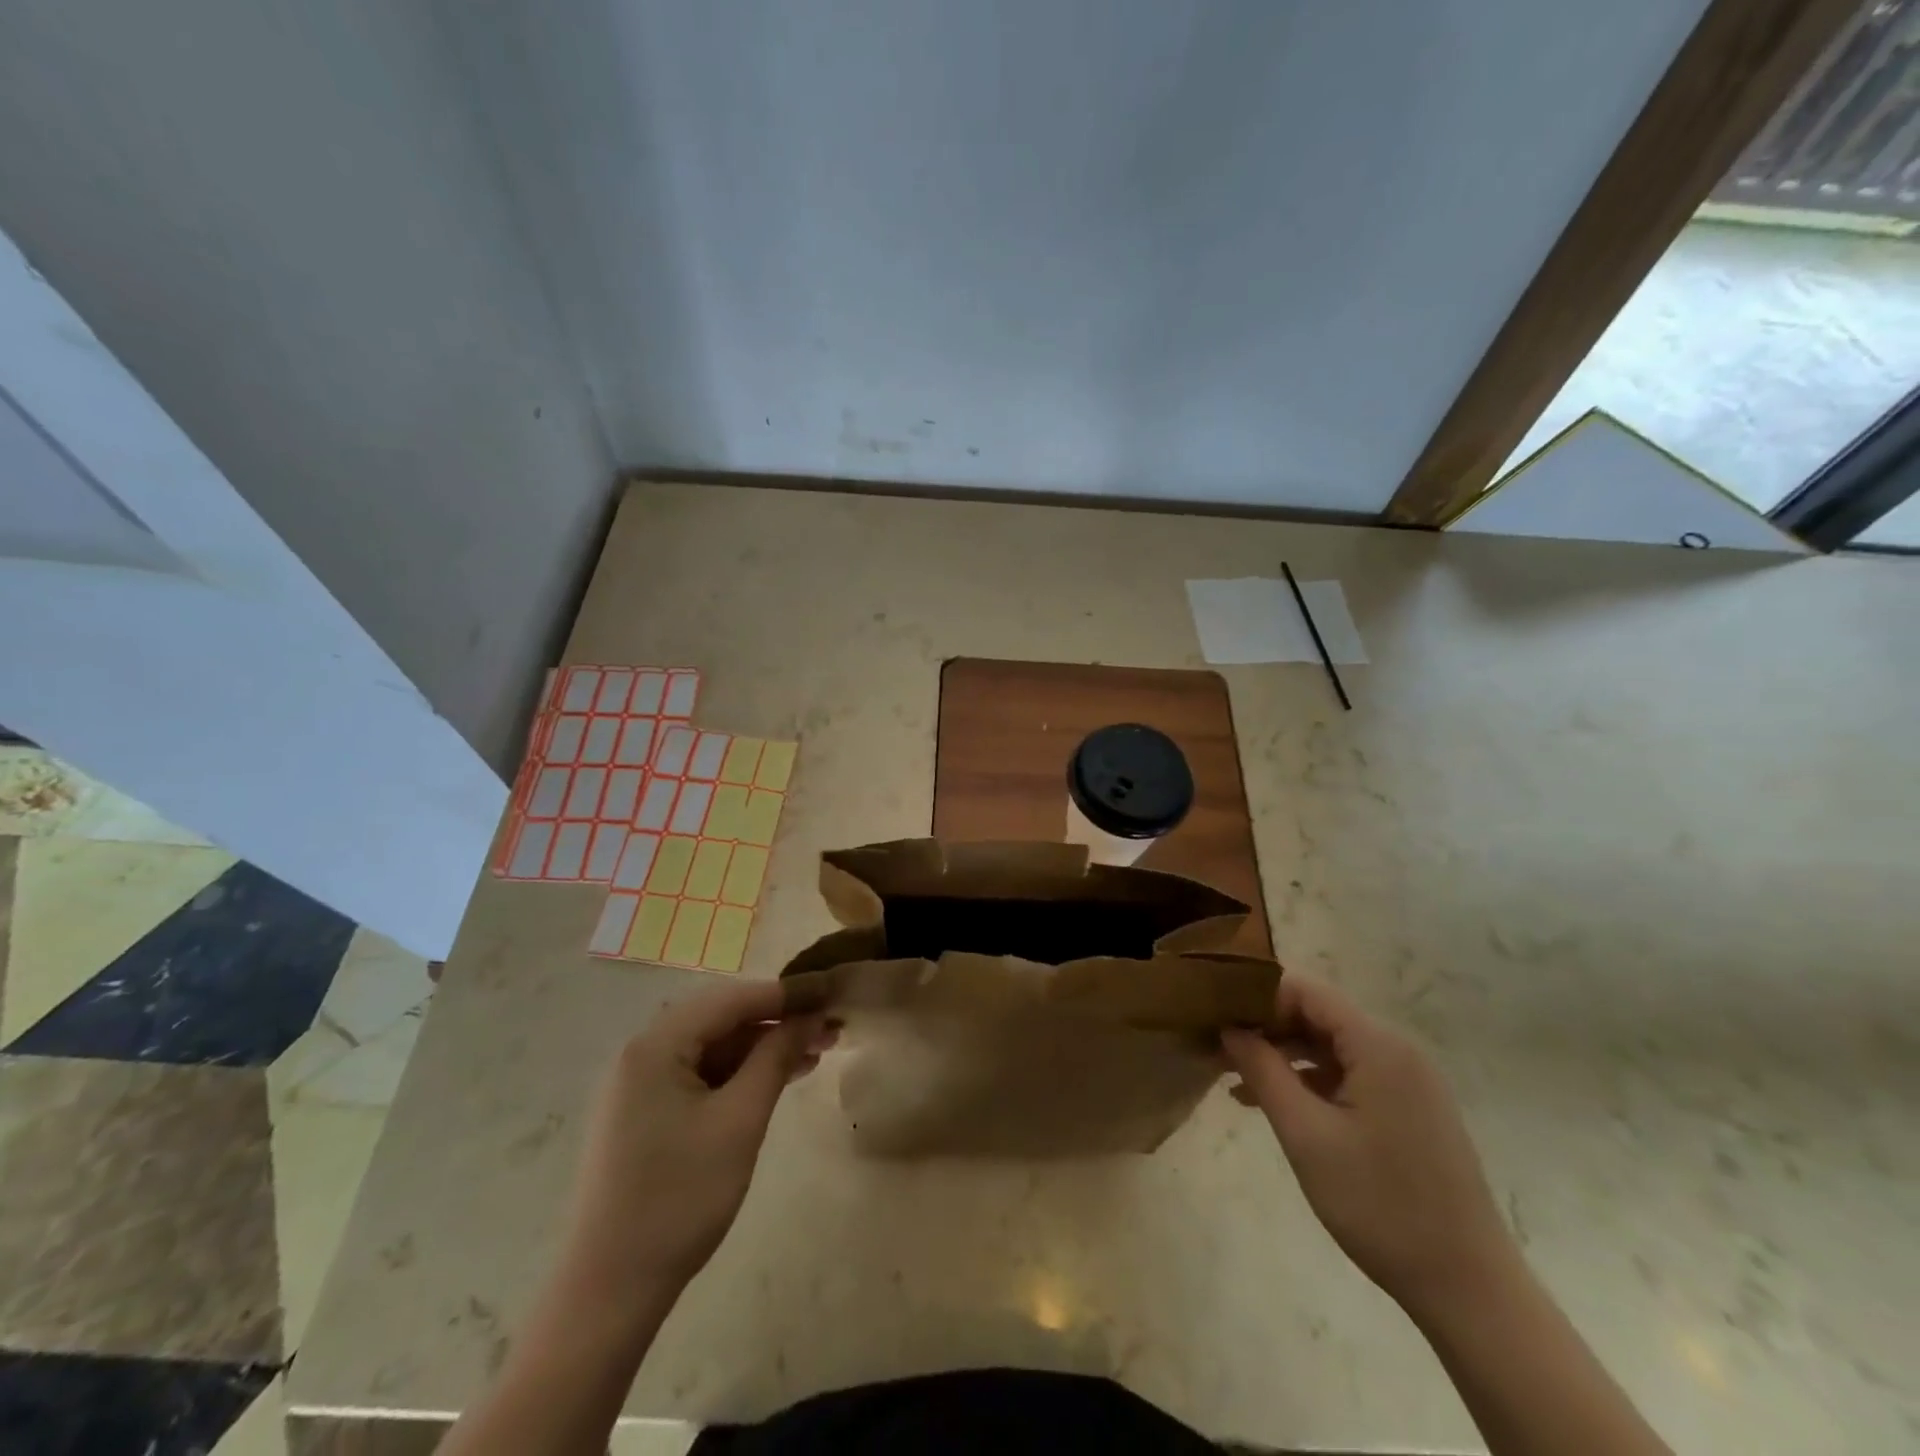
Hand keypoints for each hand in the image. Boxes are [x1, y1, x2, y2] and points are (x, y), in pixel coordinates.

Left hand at [561, 981, 832, 1295]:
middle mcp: (642, 1054)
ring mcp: (640, 1086)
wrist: (609, 1293)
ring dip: (762, 1047)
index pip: (731, 999)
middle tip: (828, 1028)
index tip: (831, 991)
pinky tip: (777, 1079)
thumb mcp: (740, 1121)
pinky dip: (740, 1073)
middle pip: (721, 1019)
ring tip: (814, 1053)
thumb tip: (810, 1016)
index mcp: (655, 1046)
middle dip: (777, 1020)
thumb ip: (775, 1058)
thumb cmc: (679, 1199)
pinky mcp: (645, 1115)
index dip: (785, 993)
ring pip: (713, 1047)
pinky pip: (700, 1075)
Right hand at [1222, 977, 1517, 1318]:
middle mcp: (1398, 1051)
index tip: (1217, 1018)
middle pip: (1318, 1015)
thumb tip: (1229, 1027)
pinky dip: (1311, 1082)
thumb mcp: (1305, 1134)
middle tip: (1218, 1050)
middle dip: (1266, 1028)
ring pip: (1331, 1046)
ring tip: (1235, 1080)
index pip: (1306, 991)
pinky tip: (1275, 1105)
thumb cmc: (1380, 1205)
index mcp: (1378, 1046)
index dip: (1258, 997)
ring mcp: (1409, 1082)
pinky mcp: (1411, 1110)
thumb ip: (1262, 1070)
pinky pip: (1351, 1075)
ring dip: (1284, 1056)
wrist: (1470, 1290)